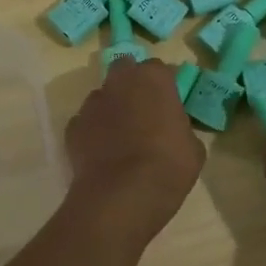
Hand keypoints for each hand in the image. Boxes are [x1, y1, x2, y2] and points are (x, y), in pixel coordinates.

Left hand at [65, 58, 205, 237]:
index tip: (168, 104)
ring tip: (120, 137)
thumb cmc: (168, 166)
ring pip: (102, 97)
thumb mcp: (193, 148)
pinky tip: (102, 154)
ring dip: (111, 109)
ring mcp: (92, 104)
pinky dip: (93, 132)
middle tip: (143, 111)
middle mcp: (119, 82)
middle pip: (124, 70)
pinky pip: (86, 123)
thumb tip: (175, 131)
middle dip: (131, 84)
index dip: (163, 86)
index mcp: (153, 79)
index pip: (159, 69)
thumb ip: (182, 129)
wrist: (122, 196)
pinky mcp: (72, 128)